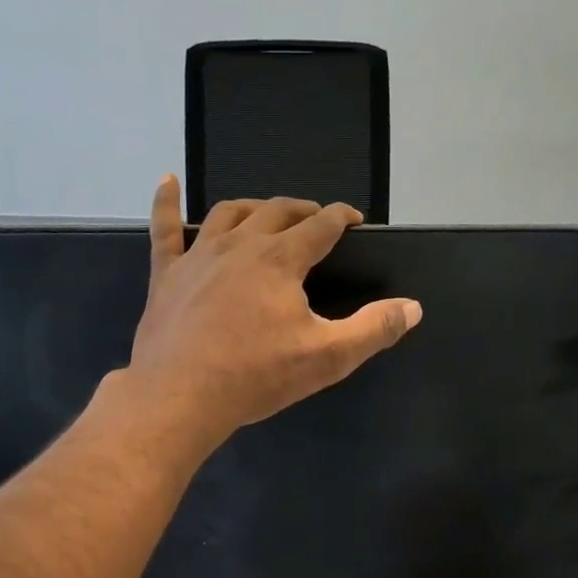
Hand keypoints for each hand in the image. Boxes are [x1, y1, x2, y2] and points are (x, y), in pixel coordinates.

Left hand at [127, 176, 421, 449]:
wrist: (181, 396)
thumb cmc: (256, 377)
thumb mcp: (327, 358)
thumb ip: (373, 329)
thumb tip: (412, 307)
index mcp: (281, 259)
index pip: (321, 225)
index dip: (342, 217)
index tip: (354, 220)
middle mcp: (240, 244)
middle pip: (277, 211)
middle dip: (302, 210)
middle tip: (316, 219)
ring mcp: (198, 256)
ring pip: (229, 214)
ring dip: (253, 208)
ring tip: (266, 213)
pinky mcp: (167, 274)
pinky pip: (165, 228)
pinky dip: (166, 202)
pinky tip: (167, 181)